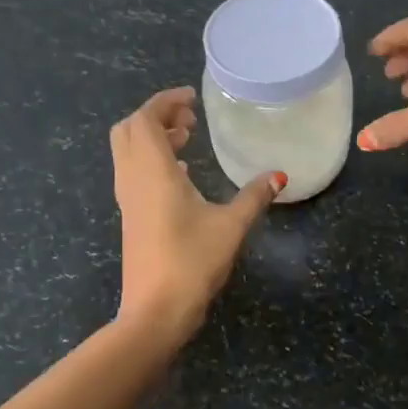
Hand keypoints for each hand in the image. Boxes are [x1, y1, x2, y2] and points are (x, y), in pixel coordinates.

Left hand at [111, 88, 281, 342]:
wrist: (157, 310)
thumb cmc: (193, 261)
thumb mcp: (231, 225)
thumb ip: (254, 196)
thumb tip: (278, 175)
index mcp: (153, 171)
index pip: (146, 118)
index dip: (166, 101)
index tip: (192, 98)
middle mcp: (133, 179)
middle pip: (129, 130)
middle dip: (157, 116)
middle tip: (190, 119)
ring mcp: (128, 200)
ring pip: (128, 152)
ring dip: (153, 139)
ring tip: (187, 140)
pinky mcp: (131, 218)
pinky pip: (134, 173)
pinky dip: (153, 161)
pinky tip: (182, 177)